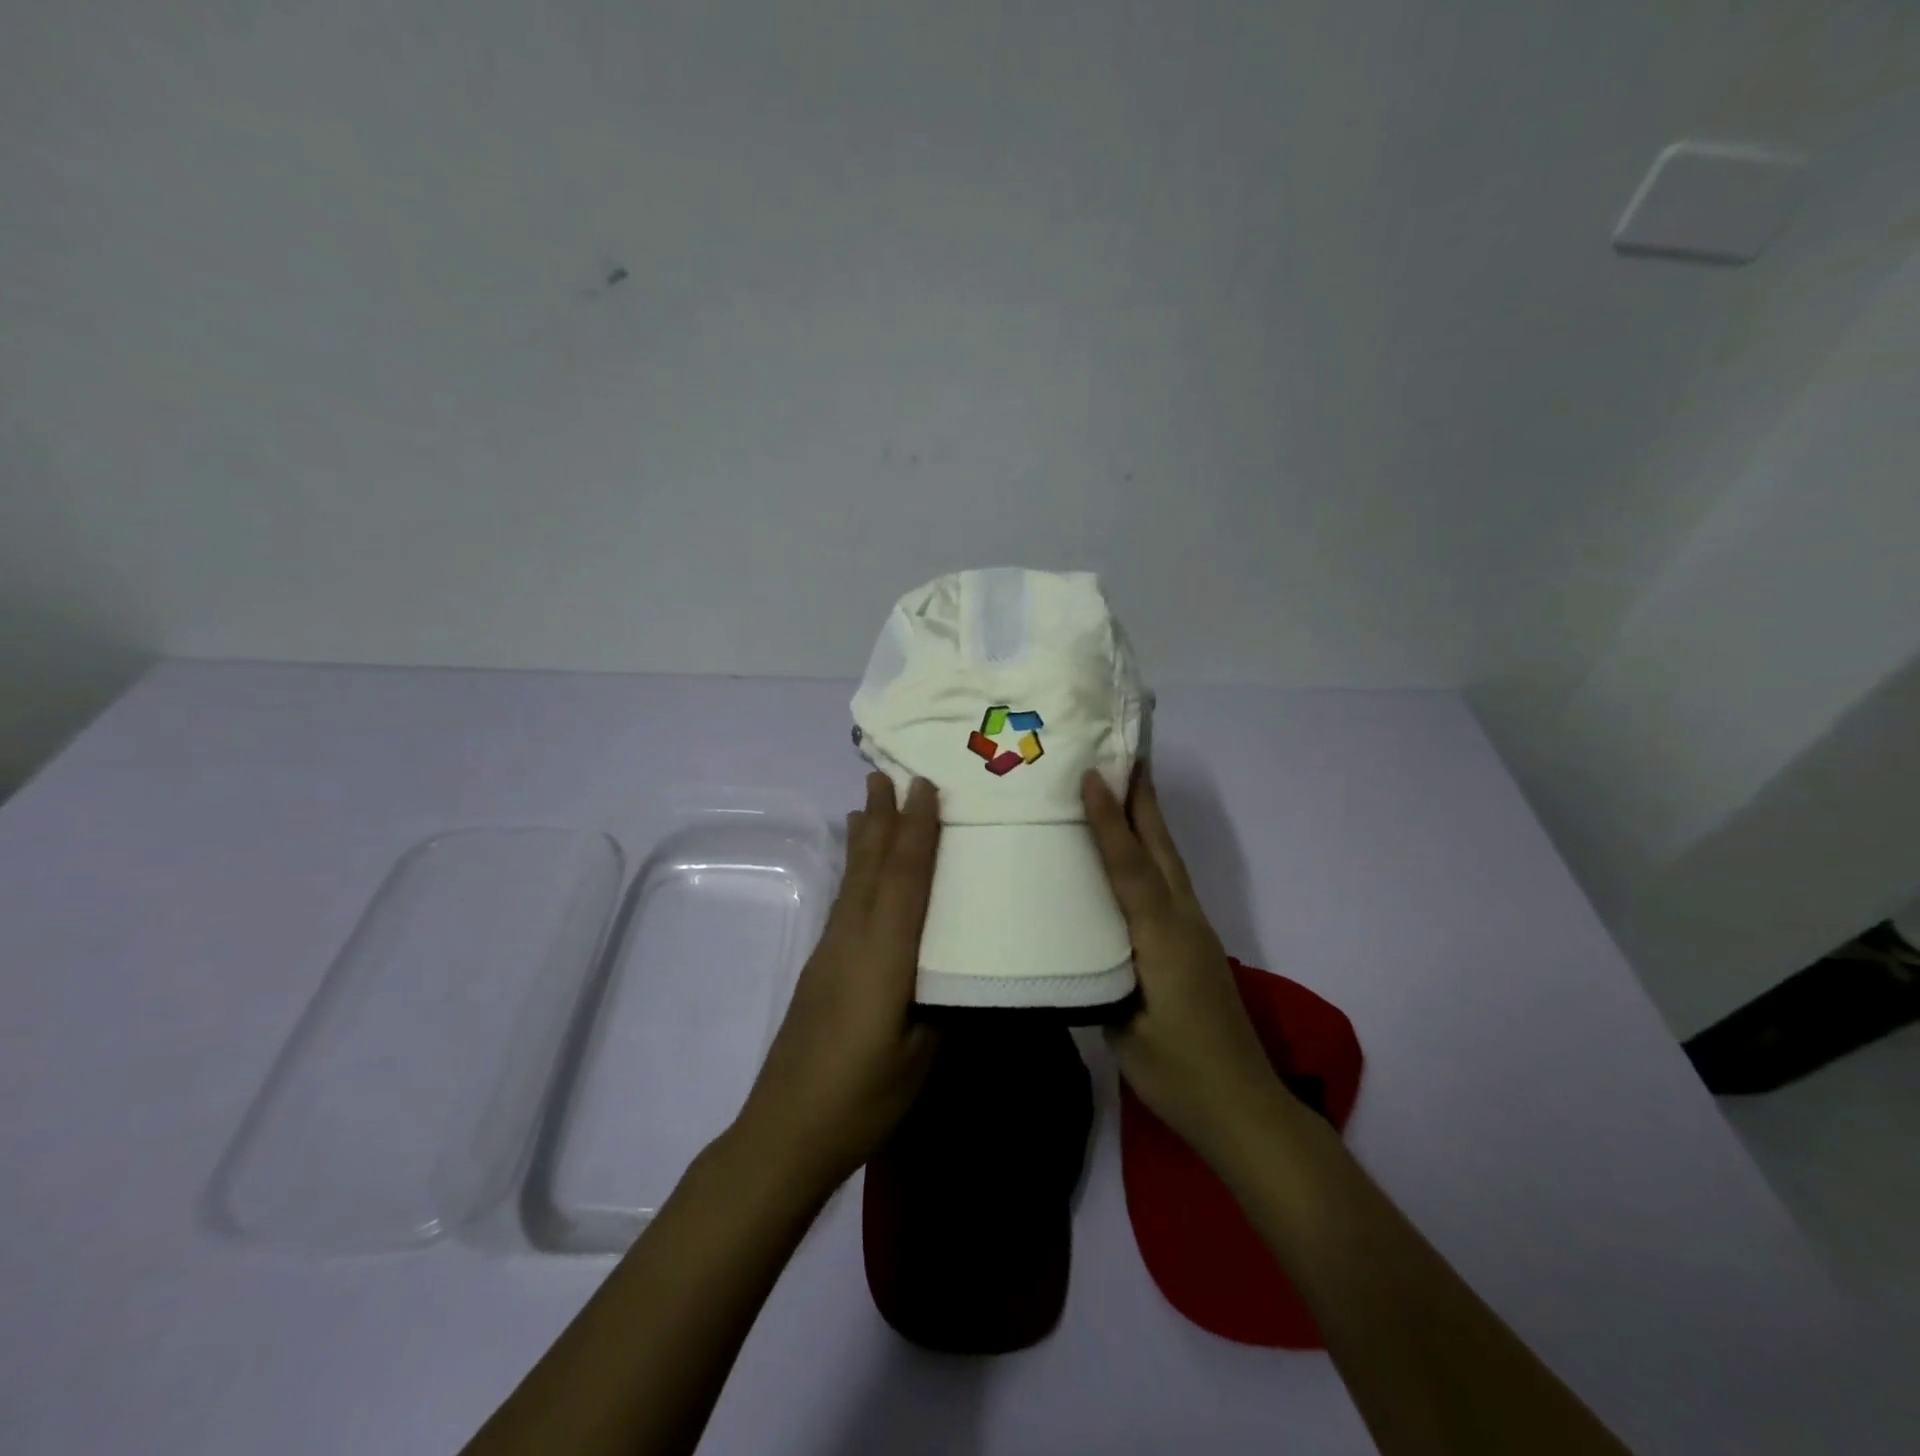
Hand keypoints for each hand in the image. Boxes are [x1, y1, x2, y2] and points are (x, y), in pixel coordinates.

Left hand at [734, 773, 940, 1192]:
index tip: (924, 786)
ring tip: (867, 803)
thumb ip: (941, 1002)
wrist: (785, 1132)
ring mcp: (831, 951)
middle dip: (882, 816)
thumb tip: (956, 968)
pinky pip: (844, 900)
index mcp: (884, 954)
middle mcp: (853, 938)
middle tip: (885, 773)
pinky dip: (854, 870)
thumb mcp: (922, 1055)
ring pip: (852, 879)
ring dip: (864, 837)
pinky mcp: (820, 967)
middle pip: (871, 865)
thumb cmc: (863, 1097)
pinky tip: (856, 869)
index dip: (918, 830)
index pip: (905, 879)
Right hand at [1082, 768, 1284, 1168]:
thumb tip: (1074, 944)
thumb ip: (1099, 978)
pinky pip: (1168, 882)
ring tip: (1124, 786)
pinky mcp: (1195, 943)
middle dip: (1143, 799)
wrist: (1244, 1109)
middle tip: (1123, 753)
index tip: (1092, 776)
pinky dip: (1151, 852)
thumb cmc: (1178, 1074)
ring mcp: (1194, 931)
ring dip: (1148, 820)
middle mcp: (1183, 923)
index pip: (1131, 870)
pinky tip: (1133, 853)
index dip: (1110, 822)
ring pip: (1168, 861)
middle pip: (1161, 849)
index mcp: (1162, 940)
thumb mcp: (1123, 1031)